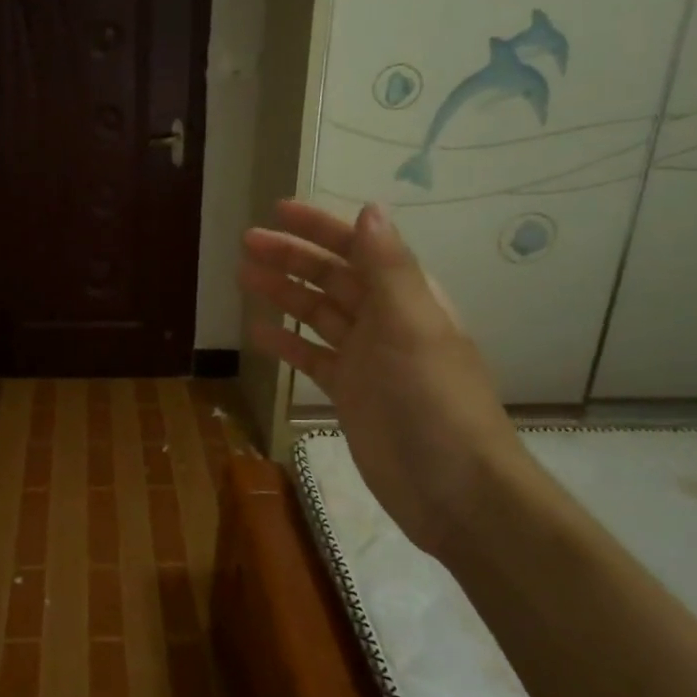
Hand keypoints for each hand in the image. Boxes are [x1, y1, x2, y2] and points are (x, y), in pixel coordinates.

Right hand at [239, 199, 533, 558]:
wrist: (452, 487)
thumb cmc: (433, 399)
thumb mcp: (412, 326)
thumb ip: (388, 269)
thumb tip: (370, 209)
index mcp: (406, 298)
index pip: (359, 249)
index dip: (320, 227)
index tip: (278, 211)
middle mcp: (385, 321)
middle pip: (332, 278)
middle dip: (292, 257)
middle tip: (247, 243)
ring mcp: (365, 359)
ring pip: (318, 314)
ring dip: (284, 294)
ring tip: (243, 276)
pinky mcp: (349, 393)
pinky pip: (312, 358)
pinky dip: (287, 343)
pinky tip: (258, 332)